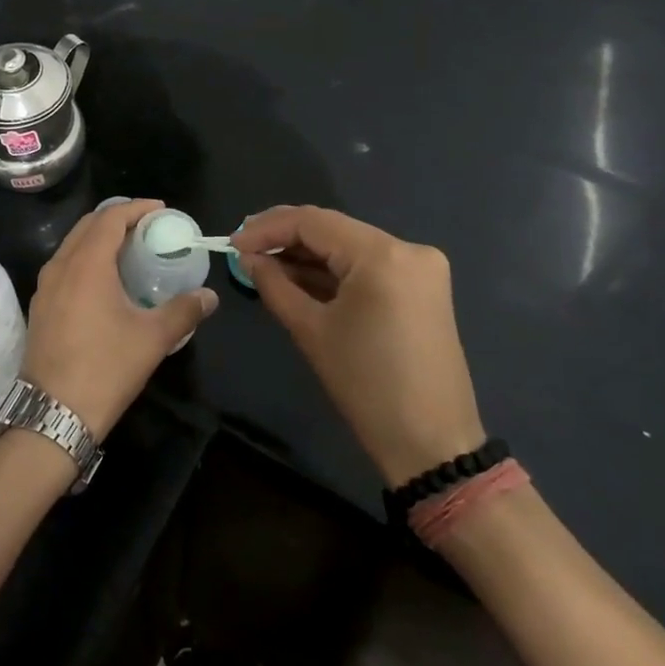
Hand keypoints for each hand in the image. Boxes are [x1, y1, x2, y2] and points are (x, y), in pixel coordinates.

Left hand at [22, 199, 219, 442]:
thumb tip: (209, 296)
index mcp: (87, 264)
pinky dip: (85, 259)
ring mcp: (45, 287)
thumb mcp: (152, 339)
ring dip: (99, 238)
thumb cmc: (105, 368)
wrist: (53, 413)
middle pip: (88, 226)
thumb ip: (184, 311)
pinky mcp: (40, 306)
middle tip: (147, 227)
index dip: (136, 208)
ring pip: (72, 245)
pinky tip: (104, 281)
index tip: (160, 211)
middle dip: (117, 218)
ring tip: (129, 250)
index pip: (110, 218)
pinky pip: (64, 266)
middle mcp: (60, 266)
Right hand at [232, 206, 483, 485]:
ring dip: (308, 254)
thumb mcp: (310, 330)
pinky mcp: (422, 287)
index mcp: (383, 255)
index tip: (232, 243)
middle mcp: (408, 248)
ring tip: (264, 264)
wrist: (431, 443)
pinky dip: (334, 270)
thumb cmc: (366, 386)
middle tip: (244, 249)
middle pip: (333, 229)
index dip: (267, 228)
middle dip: (286, 237)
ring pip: (350, 246)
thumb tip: (249, 257)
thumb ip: (274, 284)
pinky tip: (299, 277)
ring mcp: (420, 267)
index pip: (313, 222)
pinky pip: (368, 266)